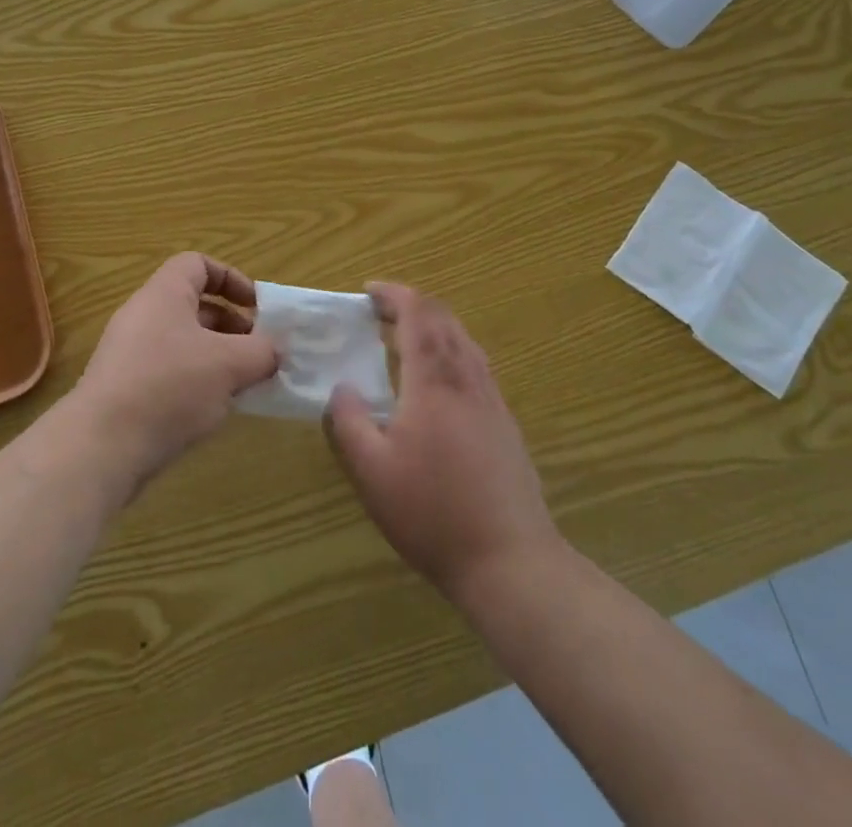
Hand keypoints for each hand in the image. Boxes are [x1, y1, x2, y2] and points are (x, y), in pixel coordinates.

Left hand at [69, 253, 277, 495]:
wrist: (102, 446)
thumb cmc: (170, 386)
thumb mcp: (229, 364)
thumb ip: (261, 351)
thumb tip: (274, 351)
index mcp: (164, 294)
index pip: (198, 264)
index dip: (231, 278)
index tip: (256, 308)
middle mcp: (144, 315)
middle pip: (194, 305)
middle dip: (232, 326)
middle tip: (258, 352)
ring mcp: (130, 353)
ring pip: (184, 342)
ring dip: (218, 358)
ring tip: (243, 385)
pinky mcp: (126, 389)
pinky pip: (169, 372)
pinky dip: (196, 383)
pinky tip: (213, 410)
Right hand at [325, 283, 560, 604]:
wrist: (510, 560)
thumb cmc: (432, 512)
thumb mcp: (372, 471)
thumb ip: (348, 422)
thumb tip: (342, 388)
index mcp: (434, 380)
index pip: (418, 313)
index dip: (393, 294)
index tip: (368, 291)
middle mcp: (467, 378)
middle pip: (445, 319)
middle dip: (412, 305)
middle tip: (380, 313)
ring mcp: (492, 400)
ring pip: (465, 340)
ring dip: (434, 326)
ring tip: (406, 340)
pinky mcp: (505, 423)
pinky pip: (477, 365)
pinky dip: (452, 351)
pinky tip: (439, 382)